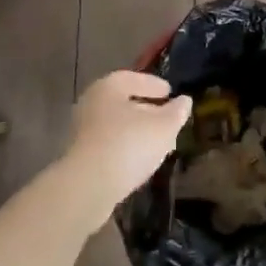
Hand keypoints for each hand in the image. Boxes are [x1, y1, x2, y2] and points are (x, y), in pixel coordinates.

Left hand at [64, 71, 190, 212]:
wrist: (89, 186)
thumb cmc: (129, 144)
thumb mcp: (164, 126)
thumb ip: (176, 112)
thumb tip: (184, 101)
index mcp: (109, 86)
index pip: (135, 78)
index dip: (155, 85)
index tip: (170, 93)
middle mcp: (92, 102)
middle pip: (124, 102)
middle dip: (147, 109)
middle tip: (168, 119)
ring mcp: (83, 130)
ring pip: (117, 125)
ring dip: (137, 131)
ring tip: (159, 143)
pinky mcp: (81, 156)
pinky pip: (110, 144)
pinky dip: (126, 147)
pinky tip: (141, 160)